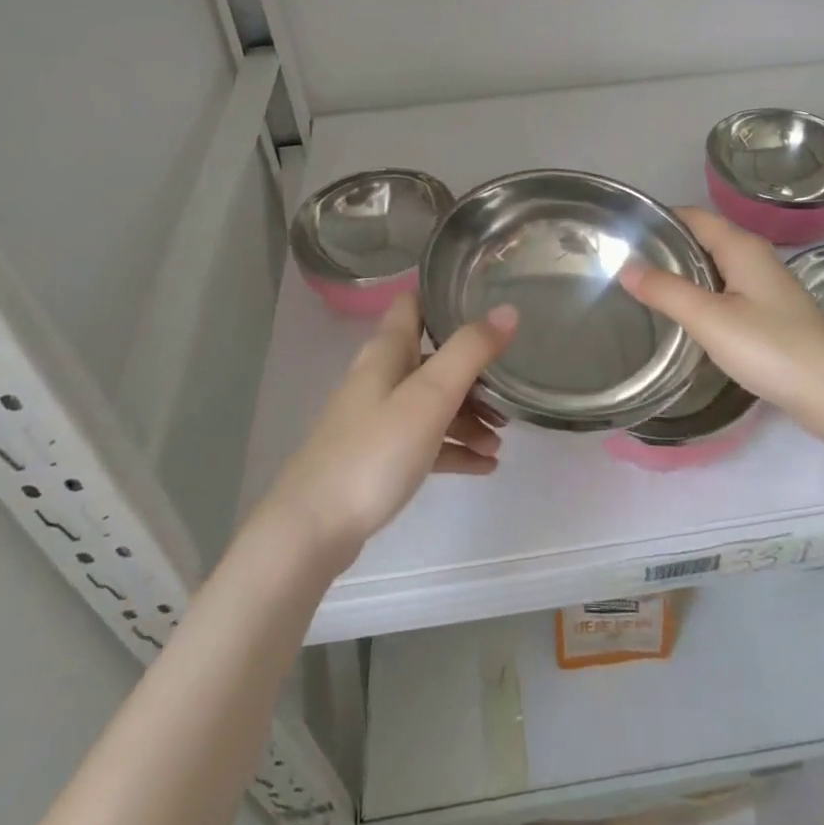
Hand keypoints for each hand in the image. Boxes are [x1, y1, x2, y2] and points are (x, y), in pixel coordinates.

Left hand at [262, 291, 516, 562]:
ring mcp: (377, 418)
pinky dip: (454, 447)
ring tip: (501, 442)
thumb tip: (508, 310)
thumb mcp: (430, 396)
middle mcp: (381, 377)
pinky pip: (426, 441)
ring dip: (469, 416)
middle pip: (433, 358)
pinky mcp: (378, 457)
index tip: (488, 298)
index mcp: (387, 351)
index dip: (446, 296)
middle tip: (510, 390)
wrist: (313, 529)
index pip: (414, 302)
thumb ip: (470, 351)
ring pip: (432, 403)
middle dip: (473, 371)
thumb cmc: (374, 451)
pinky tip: (483, 466)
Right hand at [619, 207, 823, 443]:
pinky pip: (725, 291)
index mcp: (741, 246)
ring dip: (682, 274)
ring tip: (643, 290)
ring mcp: (765, 285)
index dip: (658, 220)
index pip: (691, 216)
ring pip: (714, 267)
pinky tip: (683, 317)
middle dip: (665, 249)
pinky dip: (701, 295)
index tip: (620, 236)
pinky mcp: (769, 312)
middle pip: (702, 239)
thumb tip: (626, 266)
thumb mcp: (710, 319)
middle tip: (623, 266)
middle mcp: (754, 257)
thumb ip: (666, 291)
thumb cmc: (772, 348)